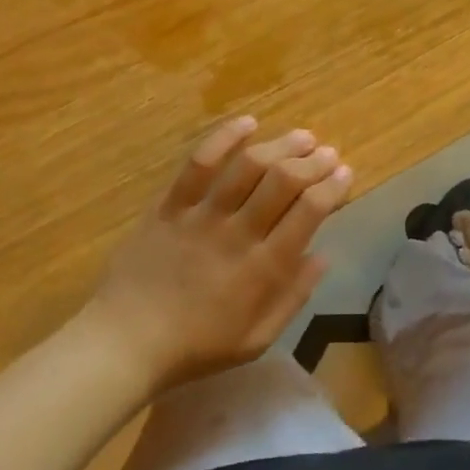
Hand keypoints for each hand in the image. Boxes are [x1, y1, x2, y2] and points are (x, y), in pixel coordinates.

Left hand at [84, 117, 353, 391]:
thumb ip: (294, 297)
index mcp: (264, 269)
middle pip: (284, 181)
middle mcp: (238, 233)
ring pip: (248, 165)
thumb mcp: (257, 339)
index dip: (333, 187)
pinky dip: (224, 138)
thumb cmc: (196, 347)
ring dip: (280, 145)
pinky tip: (247, 122)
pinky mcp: (170, 204)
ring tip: (301, 136)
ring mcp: (202, 215)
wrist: (124, 342)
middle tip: (328, 153)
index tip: (345, 174)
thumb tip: (323, 255)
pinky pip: (198, 163)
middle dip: (313, 162)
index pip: (309, 213)